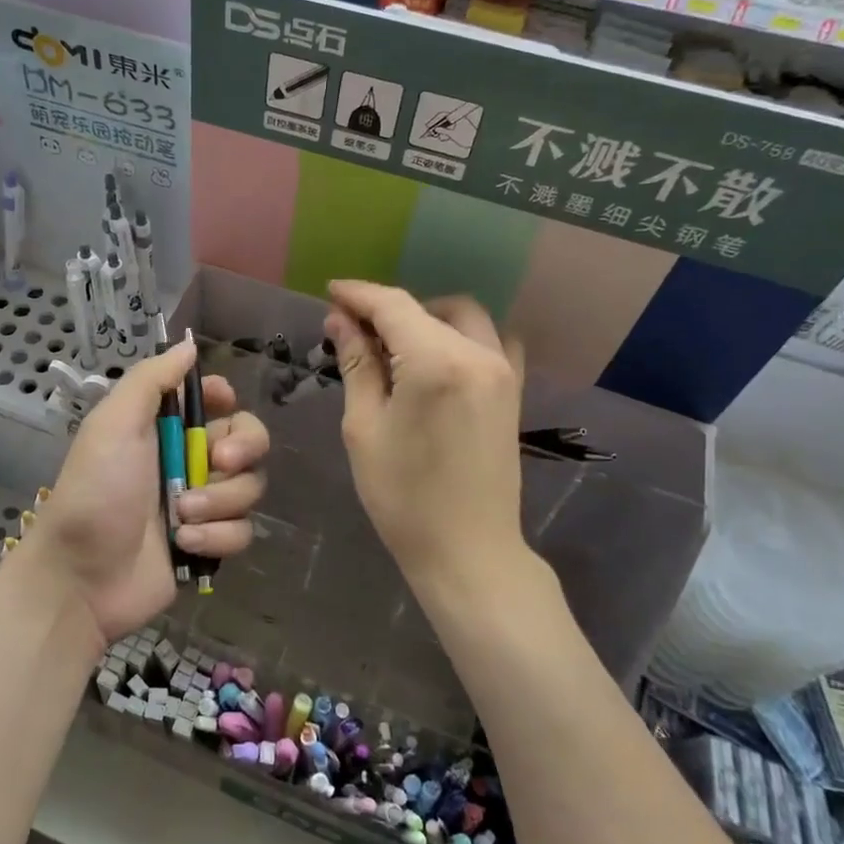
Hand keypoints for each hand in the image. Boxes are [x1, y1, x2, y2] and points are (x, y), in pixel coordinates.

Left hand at [27, 336, 269, 642]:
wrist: (81, 578)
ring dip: (219, 500)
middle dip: (242, 449)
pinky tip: (183, 545)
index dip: (225, 399)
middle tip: (220, 461)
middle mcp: (187, 461)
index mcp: (163, 429)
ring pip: (249, 487)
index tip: (222, 404)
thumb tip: (187, 345)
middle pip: (248, 441)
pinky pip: (241, 530)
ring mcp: (201, 504)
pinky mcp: (209, 543)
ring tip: (181, 516)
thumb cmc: (96, 492)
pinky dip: (216, 536)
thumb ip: (151, 380)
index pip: (213, 401)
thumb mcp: (114, 424)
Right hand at [323, 281, 525, 586]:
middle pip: (429, 307)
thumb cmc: (403, 496)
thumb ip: (357, 364)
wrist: (468, 551)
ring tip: (393, 346)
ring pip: (463, 317)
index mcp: (437, 362)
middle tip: (356, 330)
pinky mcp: (513, 390)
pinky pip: (491, 340)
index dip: (359, 295)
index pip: (393, 306)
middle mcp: (478, 354)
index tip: (331, 293)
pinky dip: (460, 335)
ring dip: (426, 318)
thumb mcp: (365, 427)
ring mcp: (503, 371)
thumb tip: (341, 320)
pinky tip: (436, 359)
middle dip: (390, 308)